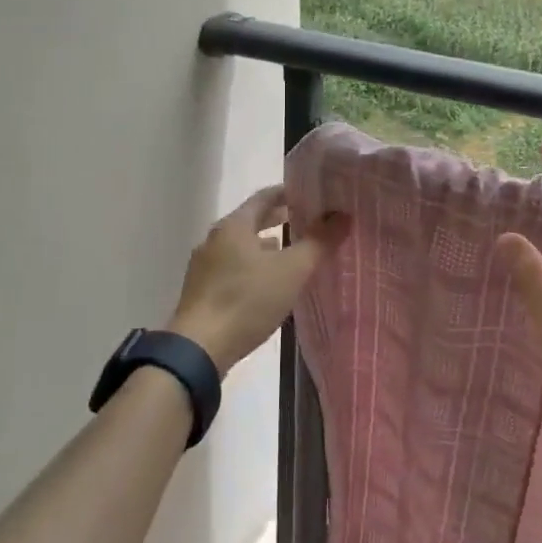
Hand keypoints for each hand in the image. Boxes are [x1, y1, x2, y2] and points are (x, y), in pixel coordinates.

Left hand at [167, 186, 350, 375]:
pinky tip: (268, 283)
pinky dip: (253, 266)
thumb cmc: (247, 301)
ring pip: (241, 246)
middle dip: (279, 219)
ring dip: (265, 245)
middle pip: (251, 220)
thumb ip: (318, 241)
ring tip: (292, 251)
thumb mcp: (291, 270)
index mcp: (234, 225)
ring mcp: (204, 266)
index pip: (264, 197)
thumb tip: (343, 215)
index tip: (313, 195)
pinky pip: (233, 267)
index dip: (289, 193)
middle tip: (308, 221)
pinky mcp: (202, 291)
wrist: (198, 349)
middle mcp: (215, 239)